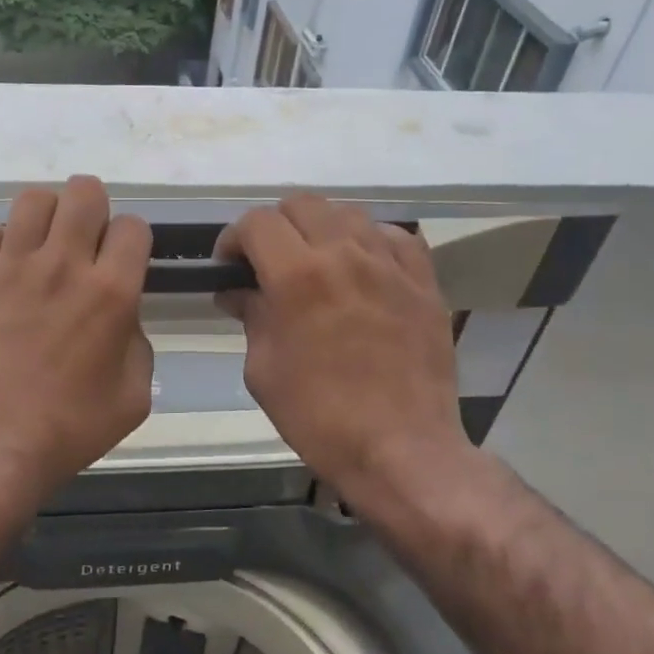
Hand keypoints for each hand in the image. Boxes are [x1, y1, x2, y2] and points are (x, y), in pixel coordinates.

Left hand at [0, 176, 153, 510]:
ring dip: (45, 217)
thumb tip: (122, 317)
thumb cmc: (69, 429)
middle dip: (93, 209)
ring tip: (41, 248)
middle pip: (84, 192)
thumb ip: (137, 343)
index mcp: (111, 293)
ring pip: (32, 199)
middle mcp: (63, 266)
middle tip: (84, 243)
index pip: (133, 225)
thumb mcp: (133, 397)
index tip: (123, 262)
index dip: (133, 240)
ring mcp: (10, 268)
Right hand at [215, 195, 475, 511]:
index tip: (229, 267)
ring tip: (315, 264)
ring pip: (348, 213)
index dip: (234, 239)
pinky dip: (369, 242)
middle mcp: (346, 254)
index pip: (257, 223)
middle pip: (302, 204)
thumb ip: (251, 316)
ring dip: (320, 230)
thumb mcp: (263, 369)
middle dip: (275, 227)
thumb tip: (238, 291)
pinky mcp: (424, 281)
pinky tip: (362, 270)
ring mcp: (391, 264)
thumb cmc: (318, 416)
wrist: (400, 449)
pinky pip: (394, 237)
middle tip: (267, 263)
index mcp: (298, 276)